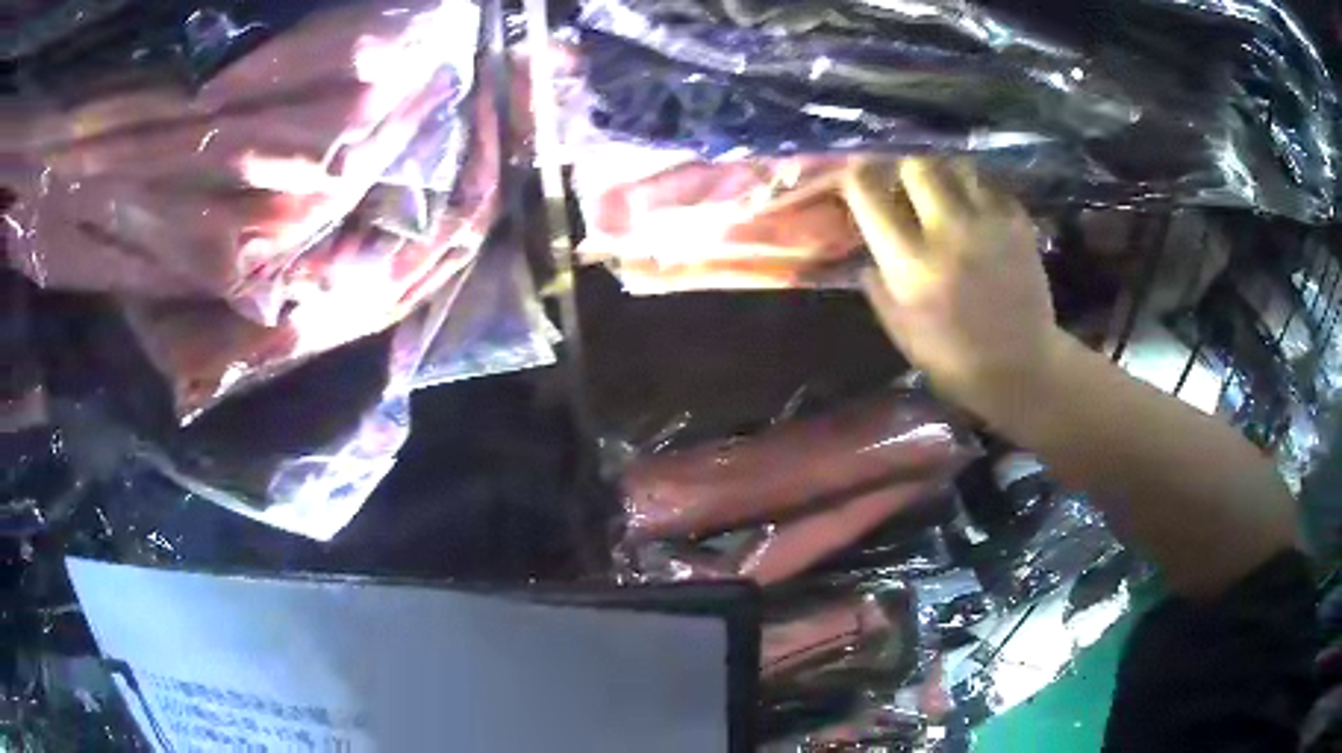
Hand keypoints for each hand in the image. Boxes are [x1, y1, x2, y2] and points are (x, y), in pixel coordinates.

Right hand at [844, 158, 1062, 419]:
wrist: (1022, 367)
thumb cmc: (954, 359)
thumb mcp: (902, 332)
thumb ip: (879, 289)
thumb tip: (869, 257)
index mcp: (910, 262)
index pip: (869, 193)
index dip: (856, 176)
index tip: (856, 177)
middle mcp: (947, 231)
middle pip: (916, 165)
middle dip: (904, 171)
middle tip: (905, 186)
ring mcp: (988, 223)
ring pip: (957, 166)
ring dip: (944, 174)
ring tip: (945, 193)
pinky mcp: (1018, 224)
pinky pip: (991, 186)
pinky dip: (978, 190)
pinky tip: (977, 210)